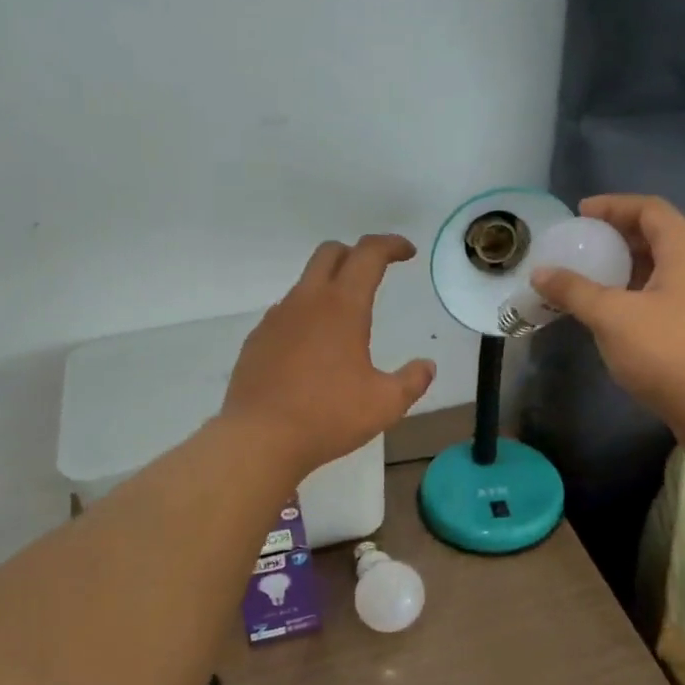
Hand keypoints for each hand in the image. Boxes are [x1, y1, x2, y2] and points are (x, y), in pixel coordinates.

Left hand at [222, 235, 435, 475]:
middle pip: (330, 253)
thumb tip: (427, 366)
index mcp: (342, 307)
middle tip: (375, 274)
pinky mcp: (257, 340)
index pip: (368, 254)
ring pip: (305, 283)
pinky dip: (306, 316)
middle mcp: (306, 302)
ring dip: (329, 287)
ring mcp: (276, 319)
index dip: (390, 245)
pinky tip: (313, 351)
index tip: (407, 253)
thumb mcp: (385, 404)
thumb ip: (412, 381)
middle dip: (356, 254)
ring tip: (345, 321)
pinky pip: (286, 314)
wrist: (259, 438)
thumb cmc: (328, 417)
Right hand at [529, 195, 684, 441]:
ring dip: (628, 266)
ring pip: (664, 267)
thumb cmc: (667, 351)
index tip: (581, 213)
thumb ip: (574, 291)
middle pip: (659, 235)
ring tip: (593, 276)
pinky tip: (616, 312)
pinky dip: (639, 291)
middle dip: (619, 235)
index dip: (613, 205)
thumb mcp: (611, 317)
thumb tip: (540, 273)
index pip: (649, 209)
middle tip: (584, 243)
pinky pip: (669, 293)